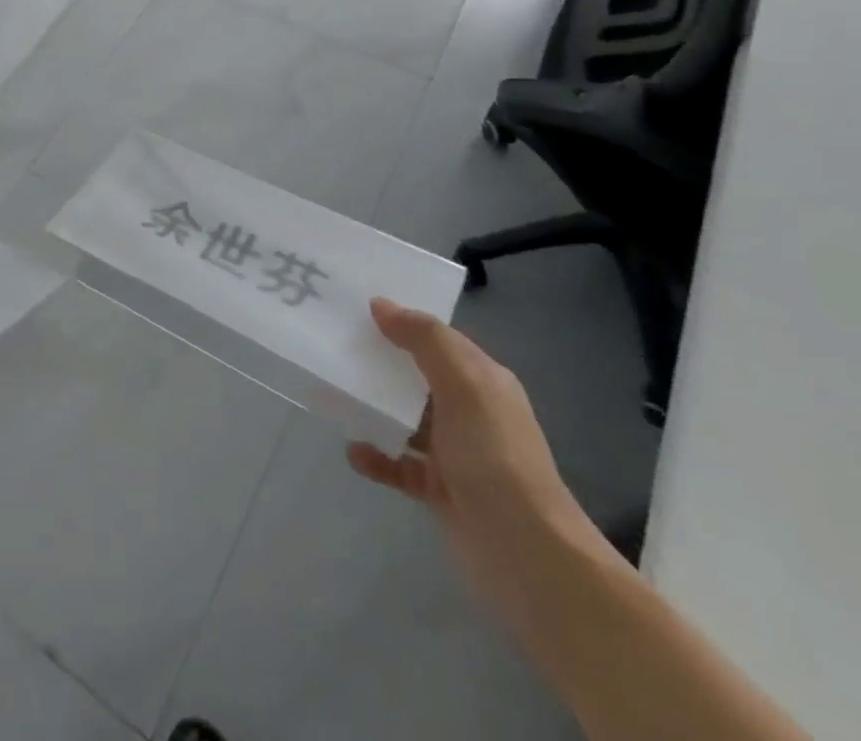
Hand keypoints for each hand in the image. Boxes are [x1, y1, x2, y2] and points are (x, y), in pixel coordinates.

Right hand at [348, 298, 605, 637]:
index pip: (438, 340)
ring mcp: (456, 454)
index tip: (356, 308)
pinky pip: (398, 464)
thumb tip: (381, 305)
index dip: (402, 321)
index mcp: (483, 381)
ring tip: (334, 395)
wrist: (526, 555)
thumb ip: (424, 339)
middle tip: (334, 346)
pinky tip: (354, 452)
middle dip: (381, 363)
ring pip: (405, 419)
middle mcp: (471, 412)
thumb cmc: (494, 456)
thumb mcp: (463, 383)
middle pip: (417, 376)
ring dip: (374, 409)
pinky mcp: (440, 490)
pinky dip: (376, 456)